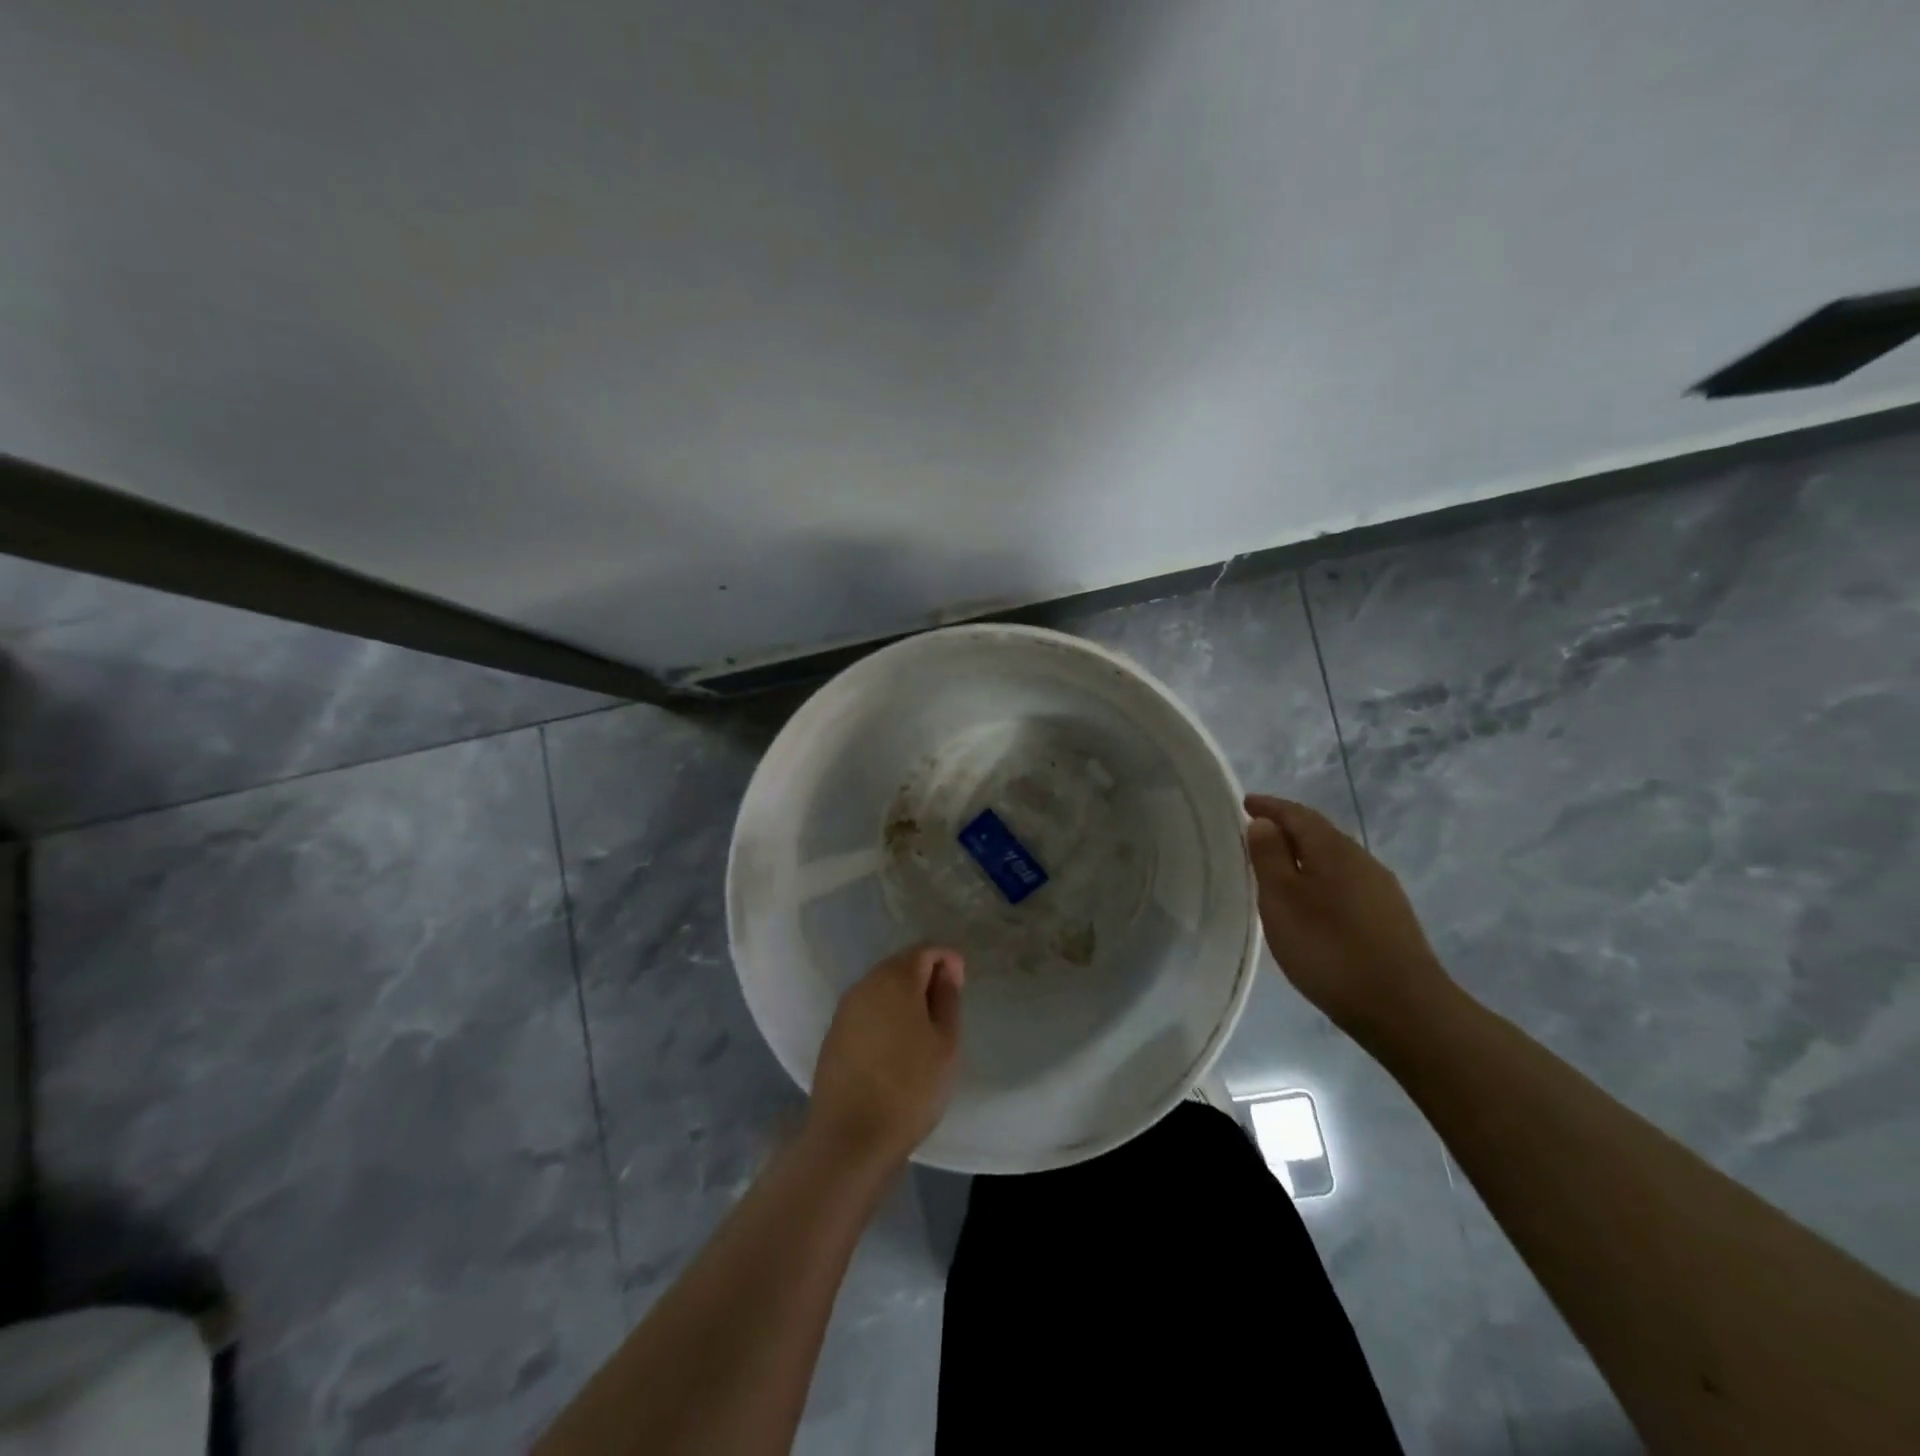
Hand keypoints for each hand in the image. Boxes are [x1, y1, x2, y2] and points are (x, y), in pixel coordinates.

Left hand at [806, 944, 964, 1171]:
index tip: (962, 985)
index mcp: (894, 979)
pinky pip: (867, 1010)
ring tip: (924, 1029)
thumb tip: (947, 969)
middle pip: (900, 965)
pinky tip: (896, 1045)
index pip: (925, 950)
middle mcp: (865, 984)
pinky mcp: (834, 1033)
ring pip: (881, 987)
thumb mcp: (945, 1043)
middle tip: (947, 1009)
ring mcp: (845, 1009)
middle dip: (925, 976)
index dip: (948, 960)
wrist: (851, 1137)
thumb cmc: (910, 1087)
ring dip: (904, 997)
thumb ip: (948, 998)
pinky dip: (885, 1015)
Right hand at [1243, 795, 1457, 1041]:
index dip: (1269, 806)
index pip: (1297, 814)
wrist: (1404, 1009)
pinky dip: (1321, 880)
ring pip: (1334, 860)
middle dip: (1288, 829)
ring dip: (1305, 857)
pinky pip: (1346, 884)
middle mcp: (1362, 860)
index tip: (1245, 802)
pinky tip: (1313, 904)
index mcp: (1333, 849)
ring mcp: (1381, 890)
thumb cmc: (1329, 947)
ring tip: (1278, 870)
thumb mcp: (1283, 900)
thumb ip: (1269, 857)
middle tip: (1256, 834)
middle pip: (1320, 834)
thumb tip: (1264, 822)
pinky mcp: (1390, 919)